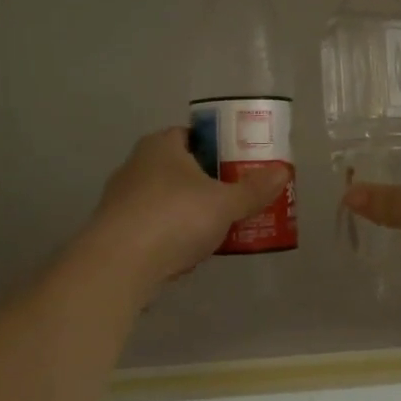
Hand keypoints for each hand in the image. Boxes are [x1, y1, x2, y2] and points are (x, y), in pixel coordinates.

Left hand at [86, 128, 287, 286]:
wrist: (118, 266)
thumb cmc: (174, 218)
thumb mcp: (225, 203)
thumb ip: (254, 189)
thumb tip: (283, 171)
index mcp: (161, 146)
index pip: (192, 134)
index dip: (218, 146)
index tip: (240, 164)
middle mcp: (136, 165)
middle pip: (181, 168)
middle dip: (208, 183)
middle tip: (237, 197)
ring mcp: (122, 200)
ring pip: (167, 200)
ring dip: (190, 212)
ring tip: (220, 229)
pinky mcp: (117, 232)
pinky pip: (154, 228)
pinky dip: (172, 237)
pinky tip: (190, 254)